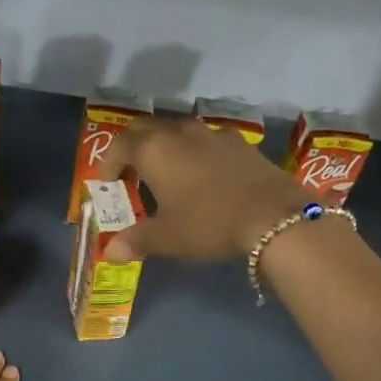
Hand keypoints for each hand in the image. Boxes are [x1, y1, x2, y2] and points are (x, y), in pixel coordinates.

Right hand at [100, 117, 311, 261]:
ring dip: (165, 148)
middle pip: (146, 129)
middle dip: (133, 149)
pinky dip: (194, 153)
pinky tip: (203, 177)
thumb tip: (111, 252)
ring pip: (177, 131)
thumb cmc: (209, 223)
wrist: (273, 216)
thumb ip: (137, 240)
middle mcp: (180, 132)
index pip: (119, 145)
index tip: (108, 184)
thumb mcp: (168, 237)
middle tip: (132, 176)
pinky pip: (205, 140)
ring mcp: (212, 133)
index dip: (108, 163)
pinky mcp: (239, 142)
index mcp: (154, 150)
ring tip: (167, 176)